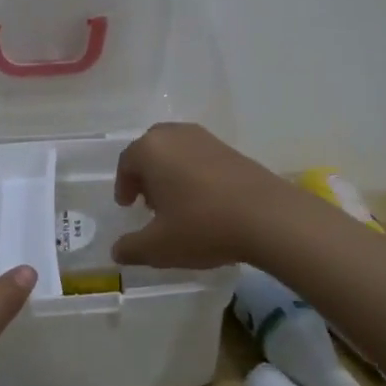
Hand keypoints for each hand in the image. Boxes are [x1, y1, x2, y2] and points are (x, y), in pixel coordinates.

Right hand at [110, 123, 301, 268]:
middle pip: (152, 149)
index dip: (123, 186)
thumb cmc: (202, 226)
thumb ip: (131, 248)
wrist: (268, 217)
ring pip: (177, 151)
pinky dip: (194, 173)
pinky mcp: (232, 149)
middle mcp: (176, 135)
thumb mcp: (158, 246)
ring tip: (177, 203)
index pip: (127, 163)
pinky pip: (201, 157)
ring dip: (171, 172)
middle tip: (149, 201)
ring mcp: (207, 139)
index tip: (127, 206)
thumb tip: (117, 251)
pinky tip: (204, 201)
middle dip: (146, 173)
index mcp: (151, 150)